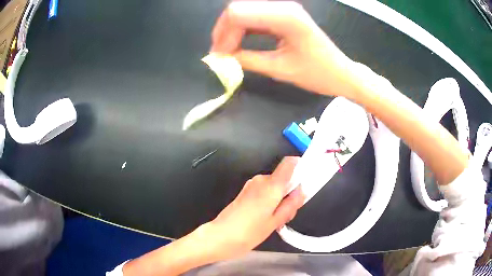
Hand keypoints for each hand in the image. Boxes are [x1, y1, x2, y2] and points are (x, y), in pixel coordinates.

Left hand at [202, 157, 304, 261]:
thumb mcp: (275, 222)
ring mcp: (251, 185)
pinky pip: (264, 190)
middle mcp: (261, 180)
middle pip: (283, 178)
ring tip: (275, 220)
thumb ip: (291, 205)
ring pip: (274, 186)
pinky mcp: (245, 191)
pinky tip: (265, 218)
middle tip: (289, 212)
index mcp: (271, 185)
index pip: (289, 163)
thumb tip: (302, 191)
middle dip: (290, 192)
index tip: (307, 178)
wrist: (220, 237)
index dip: (300, 166)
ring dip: (279, 198)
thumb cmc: (249, 232)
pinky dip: (270, 200)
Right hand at [210, 1, 354, 97]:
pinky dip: (243, 30)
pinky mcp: (283, 15)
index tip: (219, 57)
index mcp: (285, 16)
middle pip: (238, 9)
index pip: (238, 14)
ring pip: (244, 12)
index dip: (223, 35)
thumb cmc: (317, 74)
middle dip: (224, 31)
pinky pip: (255, 18)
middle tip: (219, 55)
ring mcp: (283, 9)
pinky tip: (238, 44)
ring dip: (231, 31)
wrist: (341, 73)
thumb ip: (247, 61)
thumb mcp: (280, 69)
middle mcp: (282, 6)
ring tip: (226, 52)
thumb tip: (220, 60)